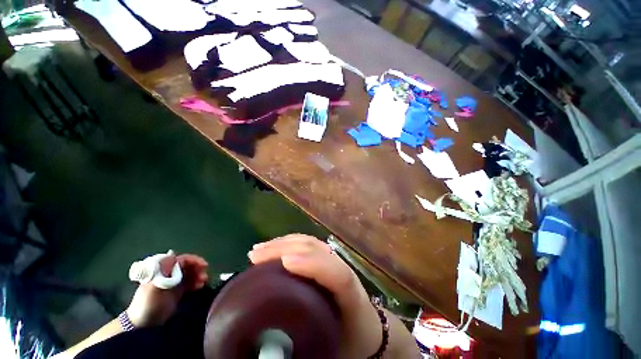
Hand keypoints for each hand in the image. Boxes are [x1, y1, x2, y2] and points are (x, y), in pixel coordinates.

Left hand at [126, 254, 208, 326]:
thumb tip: (172, 253)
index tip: (204, 265)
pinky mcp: (177, 292)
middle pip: (187, 266)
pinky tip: (200, 287)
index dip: (193, 260)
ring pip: (190, 274)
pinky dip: (196, 283)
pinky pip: (190, 283)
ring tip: (203, 282)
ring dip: (198, 276)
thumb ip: (164, 270)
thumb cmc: (148, 303)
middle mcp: (169, 274)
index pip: (181, 260)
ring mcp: (173, 283)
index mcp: (162, 270)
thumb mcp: (155, 286)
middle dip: (198, 269)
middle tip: (204, 276)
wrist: (143, 325)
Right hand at [248, 234, 383, 358]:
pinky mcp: (327, 259)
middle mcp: (343, 271)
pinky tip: (276, 246)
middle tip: (256, 256)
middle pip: (318, 250)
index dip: (314, 264)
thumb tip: (270, 351)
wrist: (367, 330)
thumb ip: (307, 351)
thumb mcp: (334, 351)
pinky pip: (308, 245)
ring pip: (311, 243)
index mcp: (351, 297)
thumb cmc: (350, 341)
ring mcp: (335, 261)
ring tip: (260, 249)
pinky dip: (290, 242)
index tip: (286, 262)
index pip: (339, 275)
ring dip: (285, 243)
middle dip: (287, 248)